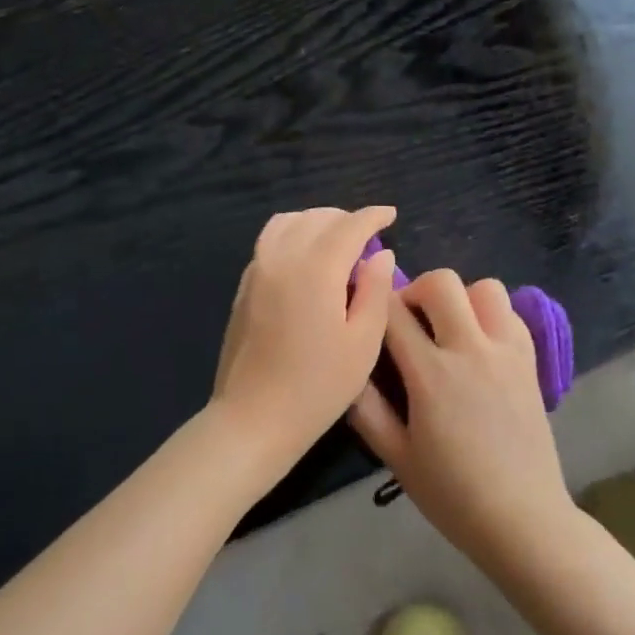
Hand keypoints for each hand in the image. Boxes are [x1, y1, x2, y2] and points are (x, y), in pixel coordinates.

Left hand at [211, 206, 397, 472]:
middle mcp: (282, 257)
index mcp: (316, 268)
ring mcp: (256, 270)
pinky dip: (293, 236)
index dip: (373, 216)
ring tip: (336, 242)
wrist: (253, 419)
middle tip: (368, 237)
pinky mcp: (243, 287)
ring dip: (316, 222)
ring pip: (287, 223)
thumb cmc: (318, 386)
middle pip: (317, 218)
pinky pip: (269, 242)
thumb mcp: (363, 342)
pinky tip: (307, 261)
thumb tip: (379, 254)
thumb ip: (375, 290)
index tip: (391, 215)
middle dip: (346, 219)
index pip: (349, 226)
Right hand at [348, 269, 574, 573]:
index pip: (394, 312)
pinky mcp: (530, 360)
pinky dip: (491, 315)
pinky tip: (479, 345)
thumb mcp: (396, 458)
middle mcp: (472, 349)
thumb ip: (366, 409)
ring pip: (484, 287)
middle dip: (416, 291)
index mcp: (432, 374)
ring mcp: (507, 351)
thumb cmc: (452, 495)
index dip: (375, 304)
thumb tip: (348, 369)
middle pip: (441, 282)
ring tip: (449, 330)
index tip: (367, 315)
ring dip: (460, 299)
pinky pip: (510, 313)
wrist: (523, 518)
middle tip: (408, 322)